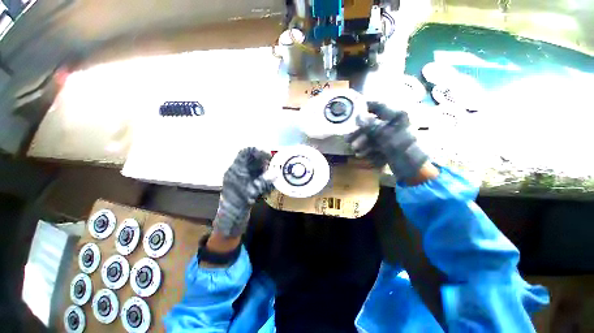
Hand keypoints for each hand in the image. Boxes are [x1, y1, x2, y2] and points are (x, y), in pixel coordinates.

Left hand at [213, 147, 274, 237]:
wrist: (231, 218)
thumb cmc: (237, 205)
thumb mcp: (250, 193)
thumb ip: (263, 183)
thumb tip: (275, 174)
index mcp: (235, 170)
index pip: (244, 153)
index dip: (256, 151)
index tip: (268, 155)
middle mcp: (239, 171)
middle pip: (252, 158)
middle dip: (263, 159)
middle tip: (274, 164)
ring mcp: (243, 177)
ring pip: (256, 166)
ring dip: (265, 167)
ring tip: (273, 172)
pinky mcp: (248, 182)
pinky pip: (258, 174)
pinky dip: (265, 175)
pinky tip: (270, 180)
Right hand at [346, 102, 428, 180]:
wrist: (415, 171)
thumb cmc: (404, 150)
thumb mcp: (387, 137)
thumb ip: (372, 126)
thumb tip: (358, 116)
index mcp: (397, 116)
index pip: (379, 106)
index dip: (365, 107)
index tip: (351, 111)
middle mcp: (393, 124)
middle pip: (371, 123)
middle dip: (359, 132)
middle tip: (347, 139)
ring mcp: (390, 135)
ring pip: (371, 135)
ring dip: (361, 141)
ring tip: (354, 149)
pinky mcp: (388, 145)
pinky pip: (374, 144)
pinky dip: (367, 148)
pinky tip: (361, 154)